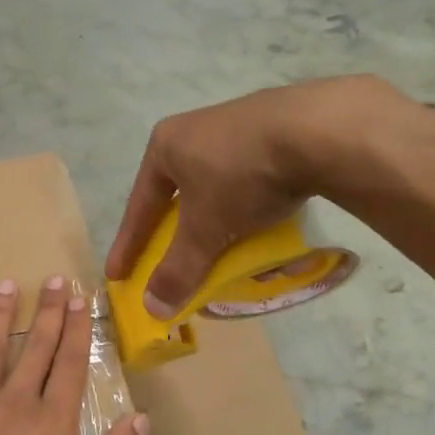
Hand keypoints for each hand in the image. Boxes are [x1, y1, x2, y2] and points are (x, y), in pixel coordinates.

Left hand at [0, 276, 149, 434]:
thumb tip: (140, 418)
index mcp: (52, 422)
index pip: (71, 366)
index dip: (78, 331)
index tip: (82, 299)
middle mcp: (15, 402)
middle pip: (36, 349)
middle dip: (48, 312)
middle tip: (54, 279)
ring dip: (0, 317)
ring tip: (6, 285)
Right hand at [106, 76, 405, 314]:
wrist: (317, 131)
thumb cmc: (241, 177)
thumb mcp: (204, 230)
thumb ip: (178, 270)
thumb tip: (152, 309)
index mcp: (167, 145)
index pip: (139, 206)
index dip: (128, 245)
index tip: (118, 274)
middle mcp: (197, 129)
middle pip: (179, 195)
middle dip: (179, 232)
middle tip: (174, 261)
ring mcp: (240, 124)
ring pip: (218, 186)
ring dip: (218, 220)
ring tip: (225, 246)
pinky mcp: (278, 128)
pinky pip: (253, 177)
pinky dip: (252, 205)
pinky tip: (266, 222)